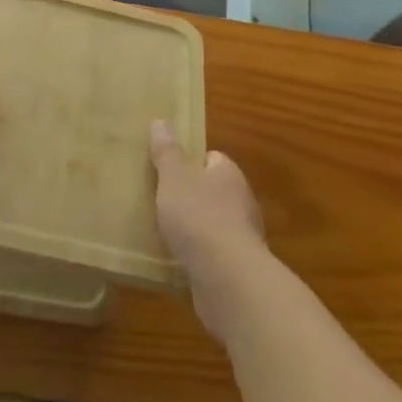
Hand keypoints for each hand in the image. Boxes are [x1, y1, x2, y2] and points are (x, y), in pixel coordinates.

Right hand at [149, 120, 265, 337]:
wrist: (228, 280)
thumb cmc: (199, 217)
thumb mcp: (174, 177)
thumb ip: (167, 152)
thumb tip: (161, 121)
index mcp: (229, 174)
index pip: (212, 159)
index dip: (191, 162)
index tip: (167, 170)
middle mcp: (241, 202)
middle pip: (213, 191)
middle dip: (190, 197)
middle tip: (160, 200)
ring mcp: (241, 238)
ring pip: (212, 225)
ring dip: (193, 230)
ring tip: (163, 232)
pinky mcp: (236, 270)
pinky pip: (212, 256)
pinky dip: (197, 257)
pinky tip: (176, 262)